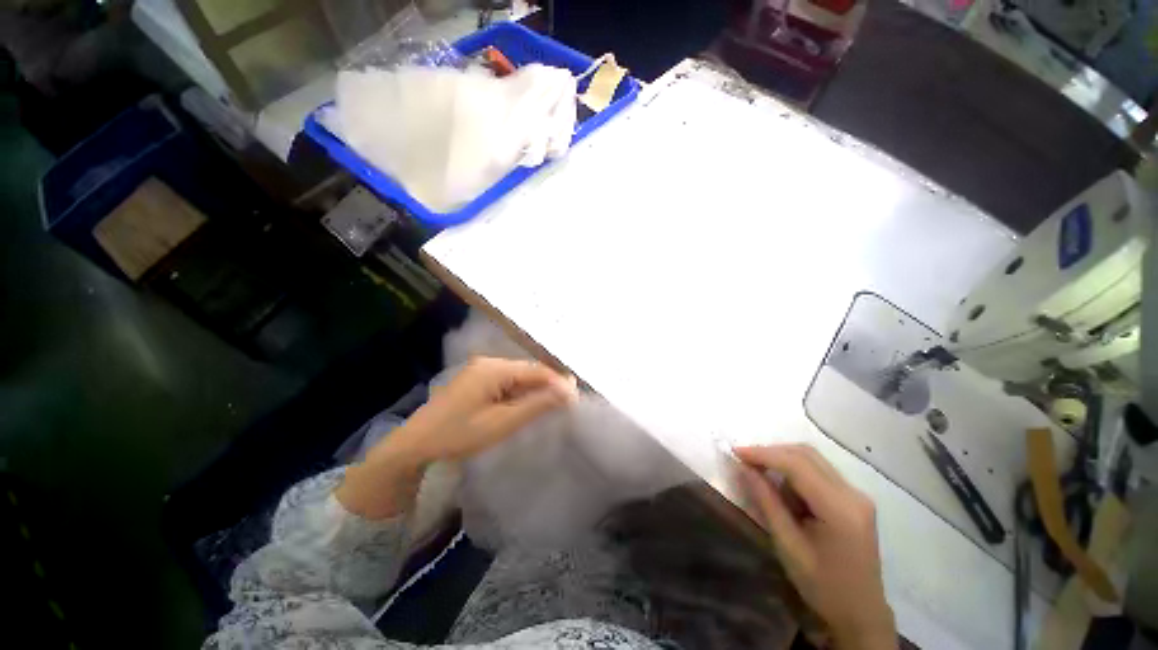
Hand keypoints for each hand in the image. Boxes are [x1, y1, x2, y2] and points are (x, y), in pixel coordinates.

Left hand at [397, 356, 578, 462]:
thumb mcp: (502, 423)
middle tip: (567, 404)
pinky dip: (520, 393)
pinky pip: (507, 382)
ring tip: (552, 406)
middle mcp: (490, 362)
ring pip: (519, 376)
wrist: (415, 445)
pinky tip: (526, 405)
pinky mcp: (477, 379)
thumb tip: (568, 391)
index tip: (576, 398)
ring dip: (534, 390)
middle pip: (528, 371)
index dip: (558, 382)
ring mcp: (482, 369)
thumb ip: (537, 405)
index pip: (537, 370)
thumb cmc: (459, 435)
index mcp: (495, 368)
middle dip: (548, 386)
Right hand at [735, 444, 895, 649]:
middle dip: (771, 452)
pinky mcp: (853, 498)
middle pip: (806, 454)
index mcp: (840, 509)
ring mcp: (856, 494)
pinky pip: (818, 470)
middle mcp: (853, 494)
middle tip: (745, 460)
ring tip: (759, 472)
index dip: (763, 454)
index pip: (797, 465)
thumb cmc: (822, 586)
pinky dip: (794, 470)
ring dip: (782, 460)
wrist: (861, 613)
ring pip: (812, 458)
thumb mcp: (788, 546)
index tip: (735, 452)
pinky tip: (781, 486)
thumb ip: (766, 502)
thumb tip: (743, 468)